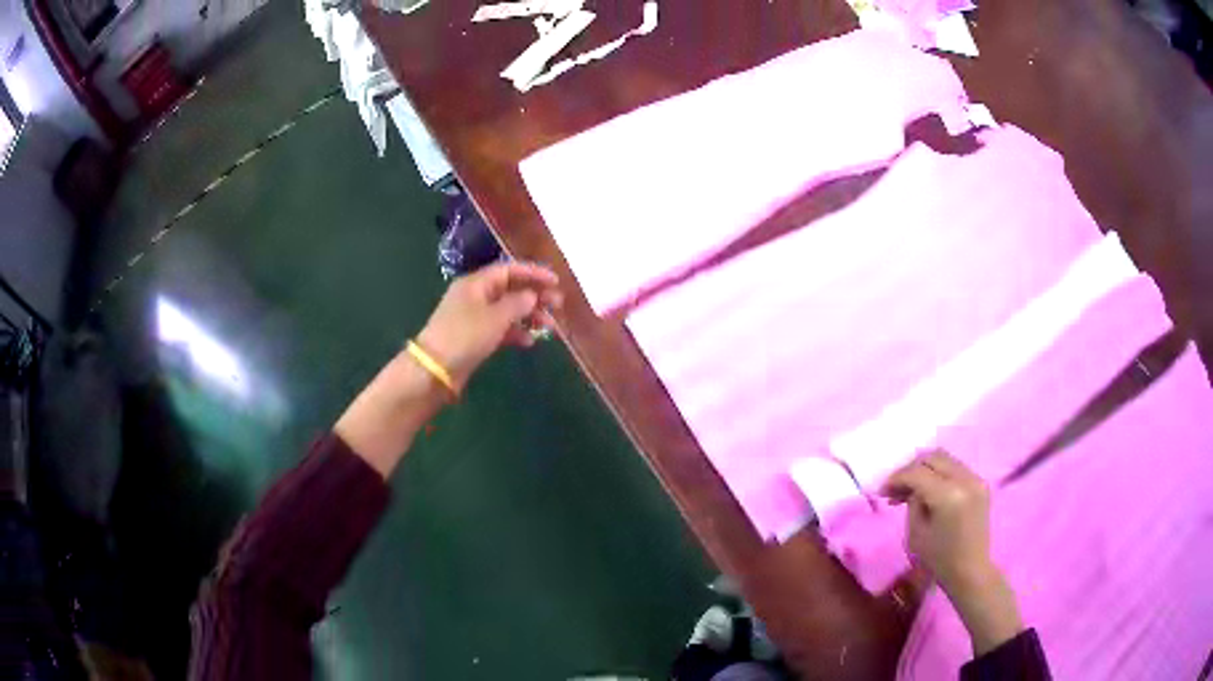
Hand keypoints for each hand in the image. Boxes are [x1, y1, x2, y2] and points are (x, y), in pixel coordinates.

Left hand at [416, 262, 562, 391]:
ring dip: (529, 316)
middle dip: (535, 295)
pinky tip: (530, 342)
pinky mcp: (475, 337)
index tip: (556, 281)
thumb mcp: (495, 317)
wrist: (436, 369)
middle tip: (558, 304)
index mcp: (476, 283)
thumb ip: (518, 303)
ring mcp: (474, 317)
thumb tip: (532, 295)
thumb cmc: (465, 336)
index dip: (534, 273)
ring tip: (549, 326)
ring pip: (508, 310)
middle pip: (510, 289)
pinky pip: (501, 328)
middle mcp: (475, 296)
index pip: (509, 270)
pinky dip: (516, 333)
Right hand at [881, 451, 1022, 654]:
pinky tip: (928, 490)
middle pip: (932, 458)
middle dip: (910, 468)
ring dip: (925, 469)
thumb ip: (912, 503)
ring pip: (945, 459)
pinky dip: (939, 474)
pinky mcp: (980, 484)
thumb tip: (910, 488)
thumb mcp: (916, 533)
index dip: (897, 478)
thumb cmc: (939, 559)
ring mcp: (975, 479)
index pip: (917, 473)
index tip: (882, 490)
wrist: (970, 571)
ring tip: (910, 488)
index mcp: (948, 495)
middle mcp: (964, 479)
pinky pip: (955, 468)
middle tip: (895, 487)